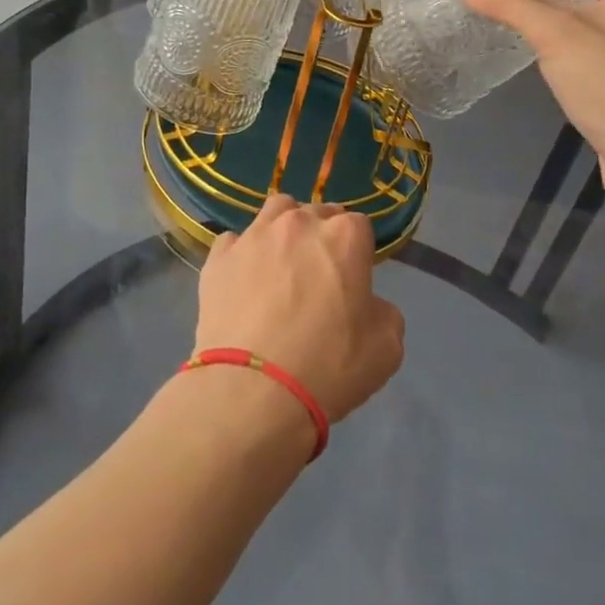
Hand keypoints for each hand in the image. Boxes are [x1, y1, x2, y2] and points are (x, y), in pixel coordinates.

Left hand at [194, 196, 403, 423]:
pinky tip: (243, 282)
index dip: (358, 251)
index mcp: (344, 236)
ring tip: (280, 264)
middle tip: (318, 275)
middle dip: (321, 236)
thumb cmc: (328, 367)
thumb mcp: (386, 348)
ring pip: (274, 213)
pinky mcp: (219, 257)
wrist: (253, 391)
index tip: (354, 278)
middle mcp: (299, 223)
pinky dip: (242, 256)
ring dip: (283, 230)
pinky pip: (234, 243)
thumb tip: (366, 303)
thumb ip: (383, 311)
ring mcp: (254, 236)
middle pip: (316, 214)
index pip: (359, 225)